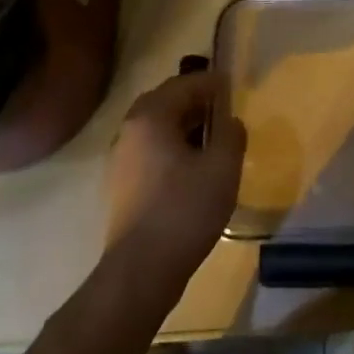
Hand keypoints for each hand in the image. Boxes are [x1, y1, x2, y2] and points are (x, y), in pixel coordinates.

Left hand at [104, 71, 245, 290]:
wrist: (142, 270)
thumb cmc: (185, 209)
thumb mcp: (223, 166)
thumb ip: (231, 134)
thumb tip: (230, 121)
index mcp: (151, 117)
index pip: (183, 84)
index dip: (211, 83)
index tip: (233, 87)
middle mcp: (129, 130)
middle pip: (165, 102)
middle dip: (194, 101)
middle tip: (222, 109)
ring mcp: (121, 159)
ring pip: (156, 128)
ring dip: (183, 125)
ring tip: (213, 137)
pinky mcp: (122, 185)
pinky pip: (151, 151)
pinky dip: (172, 147)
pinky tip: (194, 166)